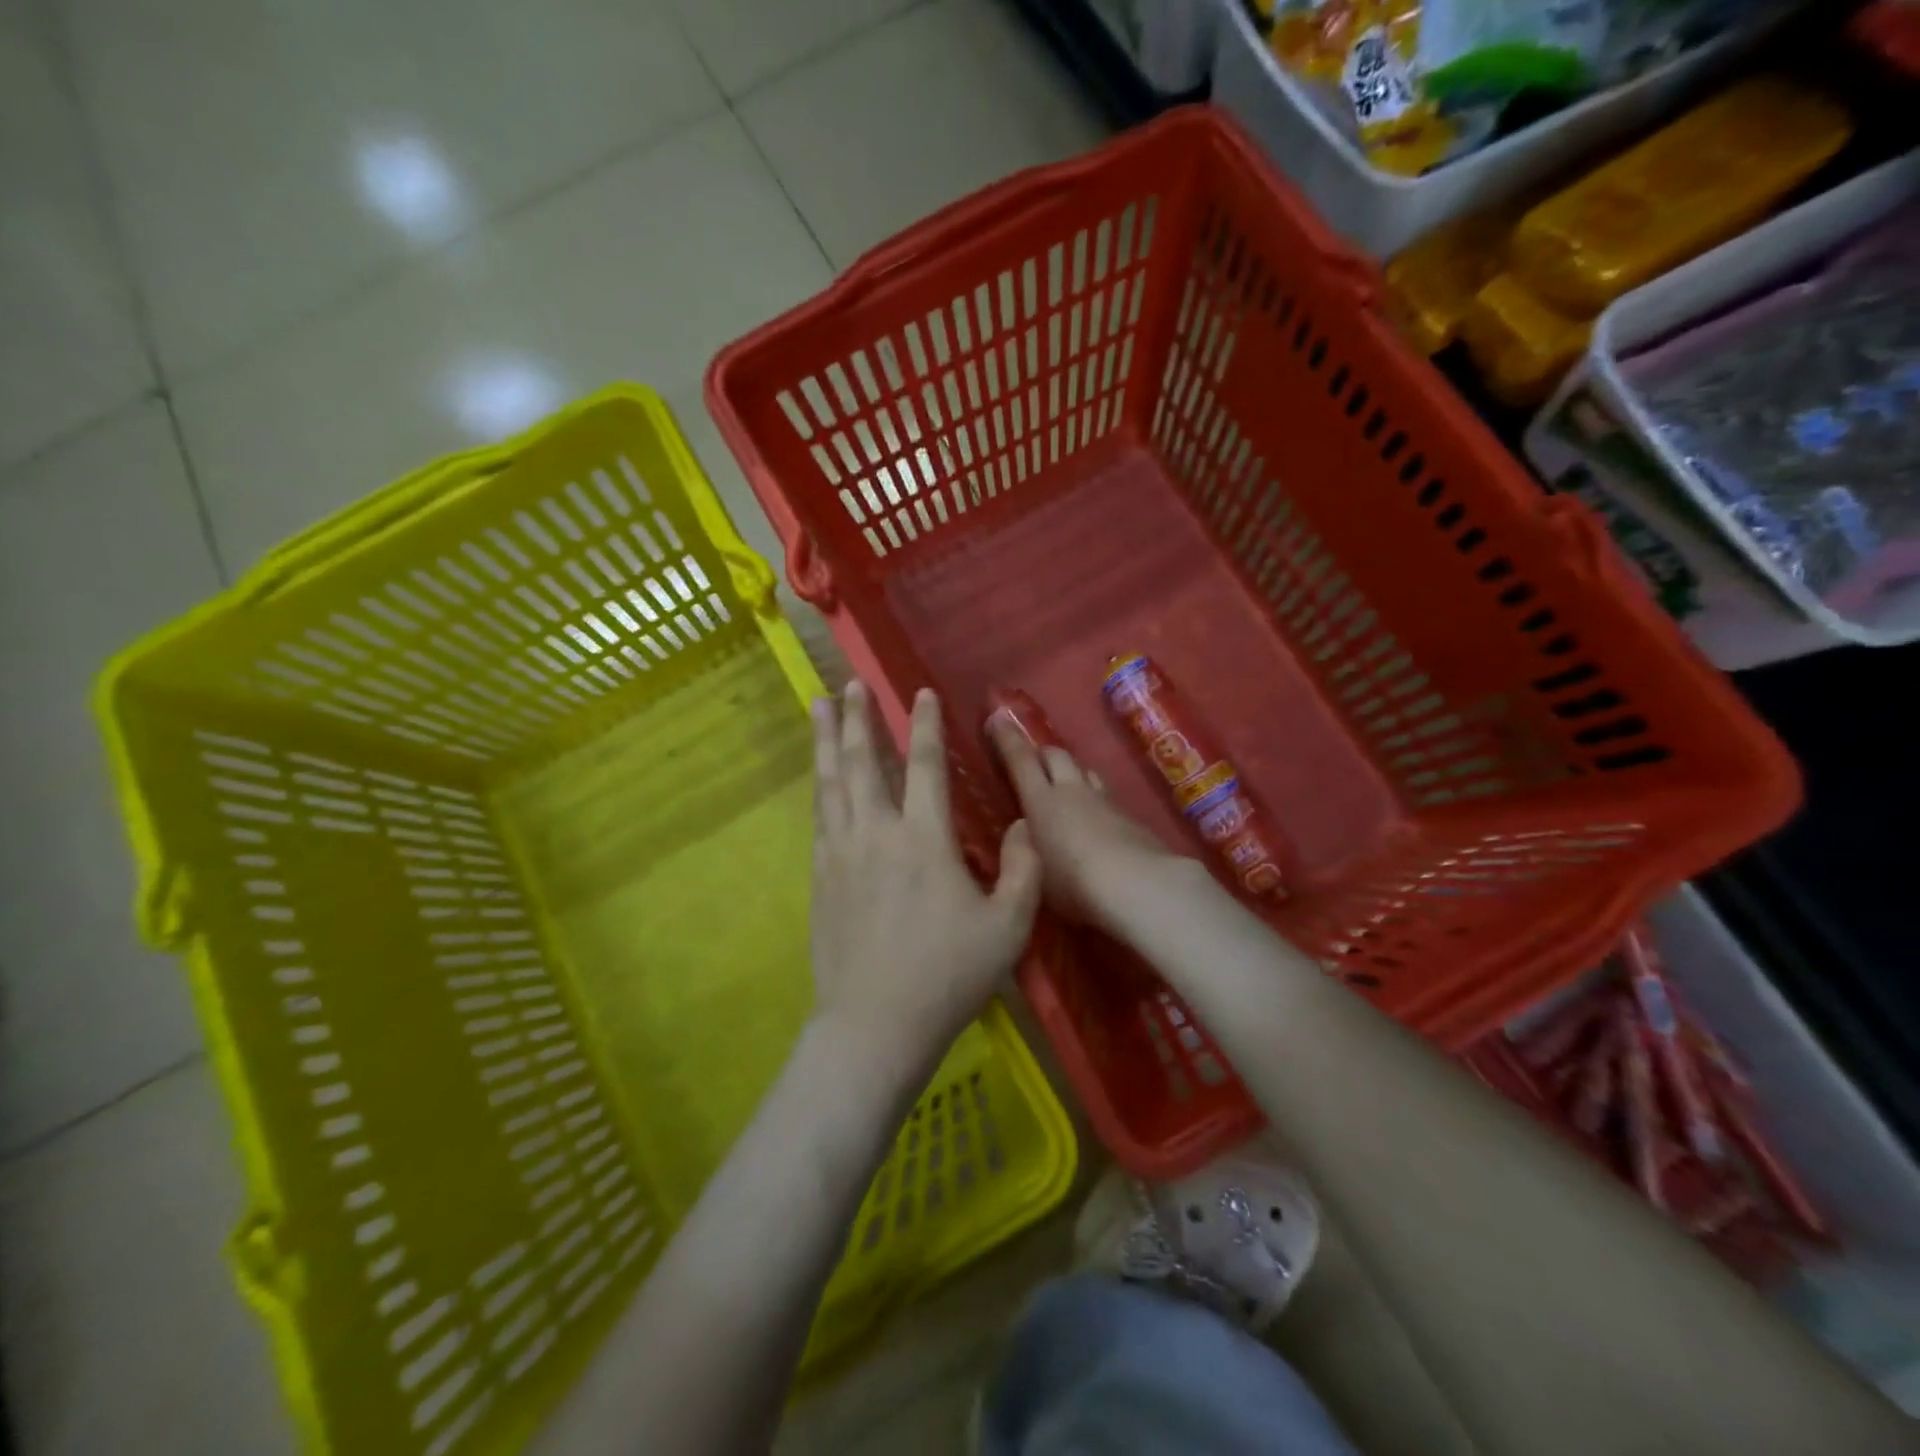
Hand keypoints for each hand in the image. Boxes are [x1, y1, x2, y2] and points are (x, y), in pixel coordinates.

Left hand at [810, 681, 1041, 1083]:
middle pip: (862, 762)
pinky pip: (819, 816)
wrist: (875, 1024)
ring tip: (817, 706)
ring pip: (832, 783)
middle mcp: (877, 833)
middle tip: (849, 683)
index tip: (919, 692)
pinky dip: (820, 786)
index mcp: (925, 840)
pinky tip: (820, 777)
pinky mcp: (820, 876)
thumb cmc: (947, 976)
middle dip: (857, 718)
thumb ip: (1023, 870)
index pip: (925, 766)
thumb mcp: (1009, 928)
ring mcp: (841, 853)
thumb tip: (1024, 824)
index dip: (924, 725)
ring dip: (826, 741)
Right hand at [986, 712, 1181, 933]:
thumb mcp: (1034, 870)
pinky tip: (1096, 813)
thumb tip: (1024, 827)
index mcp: (1042, 801)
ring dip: (1072, 770)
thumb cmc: (1073, 882)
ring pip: (1085, 770)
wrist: (1138, 884)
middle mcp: (1073, 791)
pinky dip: (1095, 796)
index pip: (1021, 761)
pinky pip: (1107, 794)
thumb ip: (1026, 845)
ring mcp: (1106, 801)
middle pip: (1057, 755)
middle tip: (1032, 759)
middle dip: (1042, 753)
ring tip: (1065, 781)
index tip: (998, 717)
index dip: (1008, 739)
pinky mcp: (1131, 816)